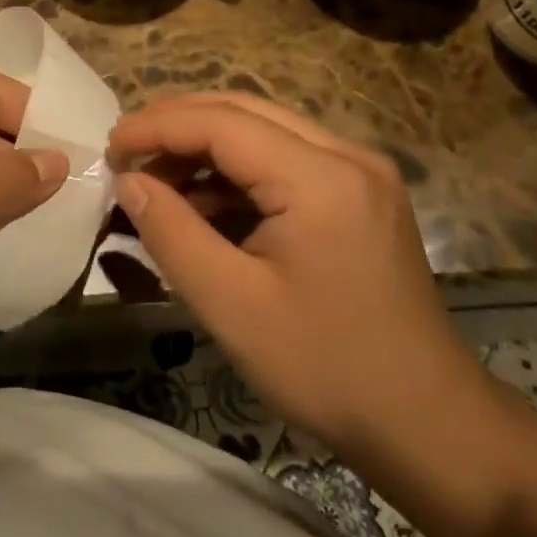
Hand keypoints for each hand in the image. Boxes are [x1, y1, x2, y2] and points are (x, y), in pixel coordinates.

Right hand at [107, 93, 481, 456]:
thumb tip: (129, 182)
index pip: (222, 122)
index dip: (157, 126)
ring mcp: (360, 173)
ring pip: (264, 132)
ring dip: (205, 149)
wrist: (428, 424)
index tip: (109, 148)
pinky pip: (285, 161)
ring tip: (156, 184)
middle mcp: (347, 156)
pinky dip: (237, 174)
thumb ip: (171, 232)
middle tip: (126, 155)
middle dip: (177, 126)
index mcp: (321, 177)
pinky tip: (203, 206)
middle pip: (244, 112)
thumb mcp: (231, 304)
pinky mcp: (361, 195)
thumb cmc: (326, 368)